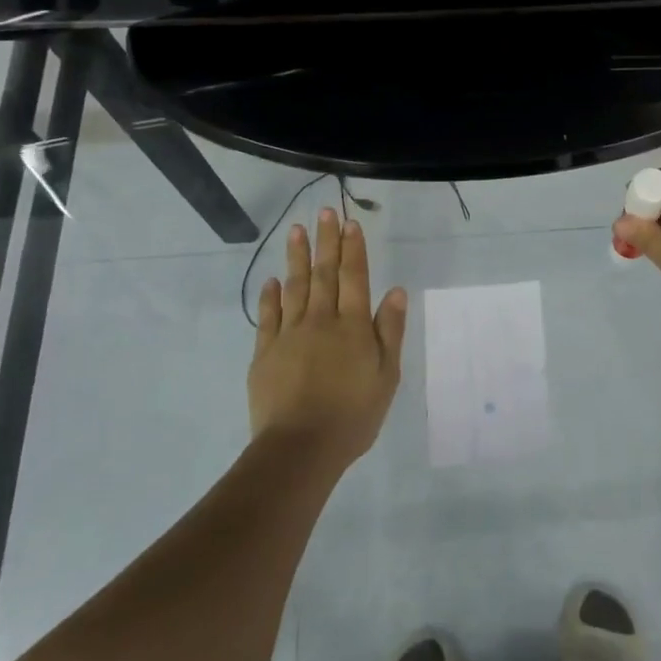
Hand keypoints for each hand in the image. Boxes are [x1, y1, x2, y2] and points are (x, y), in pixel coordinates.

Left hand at [249, 207, 407, 467]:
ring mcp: (289, 335)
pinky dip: (271, 296)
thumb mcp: (387, 376)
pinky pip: (268, 317)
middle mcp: (321, 321)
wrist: (300, 448)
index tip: (350, 223)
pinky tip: (272, 280)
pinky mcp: (265, 353)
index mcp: (352, 326)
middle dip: (326, 241)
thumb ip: (389, 331)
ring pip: (294, 287)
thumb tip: (394, 291)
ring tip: (296, 231)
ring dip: (296, 257)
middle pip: (324, 274)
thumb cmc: (353, 415)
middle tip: (324, 212)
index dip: (353, 249)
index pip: (354, 277)